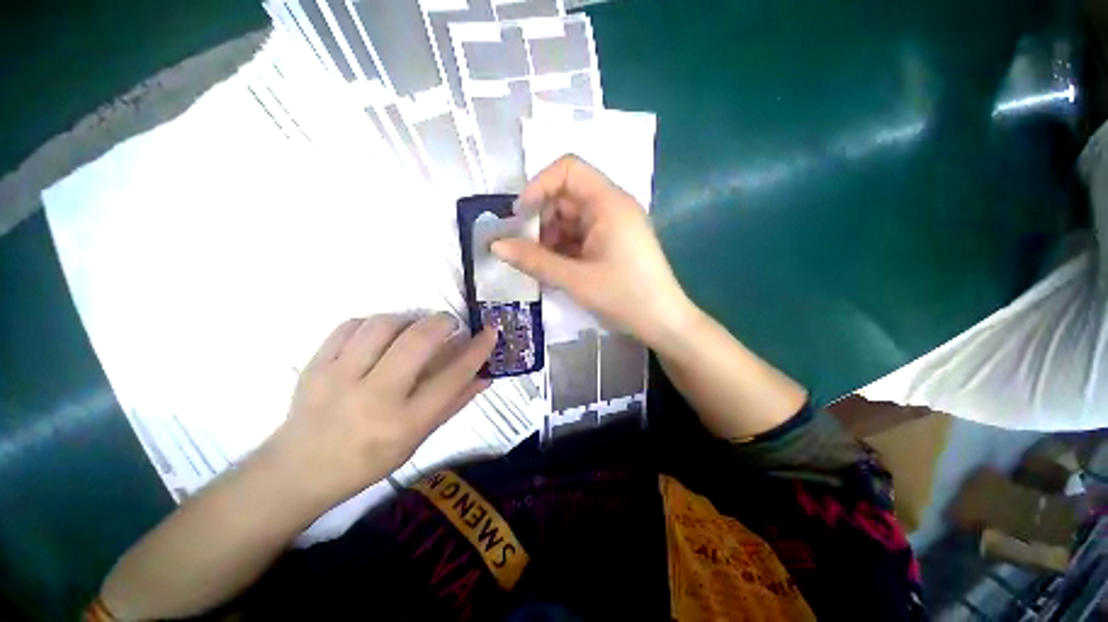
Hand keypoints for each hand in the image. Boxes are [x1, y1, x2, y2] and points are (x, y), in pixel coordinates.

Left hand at [262, 314, 496, 505]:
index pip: (452, 377)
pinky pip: (351, 325)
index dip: (477, 349)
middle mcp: (375, 397)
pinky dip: (374, 323)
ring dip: (408, 320)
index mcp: (404, 422)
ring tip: (413, 330)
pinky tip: (379, 335)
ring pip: (383, 325)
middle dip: (443, 322)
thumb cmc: (369, 460)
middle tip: (450, 323)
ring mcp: (340, 378)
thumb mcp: (418, 439)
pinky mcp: (315, 365)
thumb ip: (454, 403)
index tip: (490, 331)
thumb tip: (485, 376)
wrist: (299, 470)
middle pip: (418, 341)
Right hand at [492, 155, 692, 345]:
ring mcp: (613, 225)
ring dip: (550, 237)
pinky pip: (580, 235)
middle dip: (541, 219)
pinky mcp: (612, 242)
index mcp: (608, 203)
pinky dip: (564, 248)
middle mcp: (612, 206)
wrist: (664, 323)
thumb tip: (495, 245)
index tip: (518, 217)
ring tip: (540, 265)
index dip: (538, 186)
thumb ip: (533, 261)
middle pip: (566, 196)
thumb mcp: (575, 279)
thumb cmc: (625, 297)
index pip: (568, 169)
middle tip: (525, 250)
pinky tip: (556, 269)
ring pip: (571, 218)